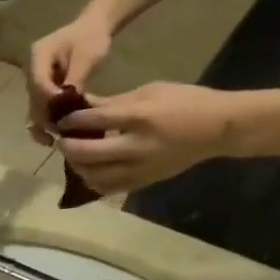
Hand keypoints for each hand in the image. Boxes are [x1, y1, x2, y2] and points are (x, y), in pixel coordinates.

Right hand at [28, 13, 114, 143]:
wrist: (93, 27)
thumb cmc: (92, 37)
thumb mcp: (88, 55)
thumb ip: (75, 78)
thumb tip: (67, 103)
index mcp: (38, 55)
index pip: (38, 83)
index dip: (48, 100)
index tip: (63, 113)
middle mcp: (30, 70)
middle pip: (33, 98)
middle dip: (44, 117)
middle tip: (55, 135)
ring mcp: (34, 80)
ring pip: (34, 106)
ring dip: (43, 123)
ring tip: (53, 139)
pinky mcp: (41, 88)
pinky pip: (41, 106)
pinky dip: (47, 119)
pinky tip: (55, 132)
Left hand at [56, 82, 242, 194]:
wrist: (218, 129)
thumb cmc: (185, 102)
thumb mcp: (151, 92)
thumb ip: (113, 102)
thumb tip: (80, 106)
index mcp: (141, 117)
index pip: (95, 121)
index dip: (72, 121)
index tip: (61, 120)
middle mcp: (137, 146)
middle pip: (88, 153)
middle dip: (68, 147)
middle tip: (61, 140)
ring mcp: (139, 169)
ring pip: (93, 175)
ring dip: (76, 166)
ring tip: (72, 155)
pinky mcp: (141, 183)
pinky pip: (106, 188)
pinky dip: (91, 180)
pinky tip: (88, 170)